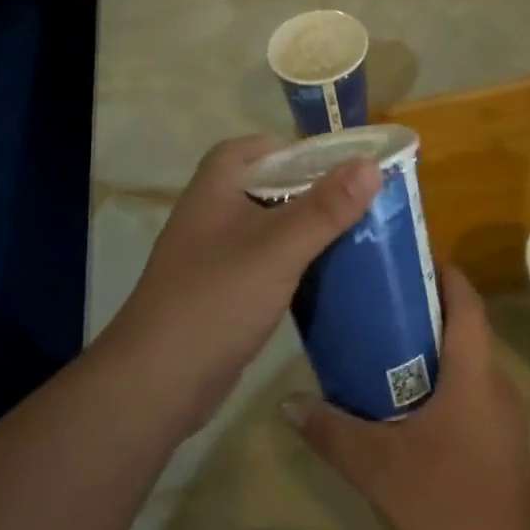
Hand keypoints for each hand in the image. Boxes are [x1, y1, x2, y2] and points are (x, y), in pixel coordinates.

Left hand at [105, 136, 381, 435]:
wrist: (158, 381)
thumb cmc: (217, 300)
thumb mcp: (278, 249)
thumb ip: (325, 208)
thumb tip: (371, 165)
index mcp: (216, 186)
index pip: (261, 148)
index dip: (302, 151)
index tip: (344, 166)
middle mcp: (212, 211)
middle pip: (270, 186)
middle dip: (313, 192)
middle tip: (361, 203)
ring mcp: (215, 252)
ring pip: (270, 227)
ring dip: (307, 229)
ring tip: (356, 236)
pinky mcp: (223, 289)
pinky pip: (266, 262)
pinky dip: (294, 263)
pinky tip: (326, 277)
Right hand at [284, 267, 529, 529]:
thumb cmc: (449, 507)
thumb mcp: (377, 468)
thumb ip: (330, 430)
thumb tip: (286, 401)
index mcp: (474, 372)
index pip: (464, 299)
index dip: (437, 269)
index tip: (396, 259)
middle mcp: (492, 382)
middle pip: (458, 323)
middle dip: (416, 305)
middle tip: (365, 299)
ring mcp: (497, 414)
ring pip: (458, 360)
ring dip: (420, 345)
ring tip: (368, 342)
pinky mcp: (493, 441)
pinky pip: (461, 390)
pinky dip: (429, 379)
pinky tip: (391, 400)